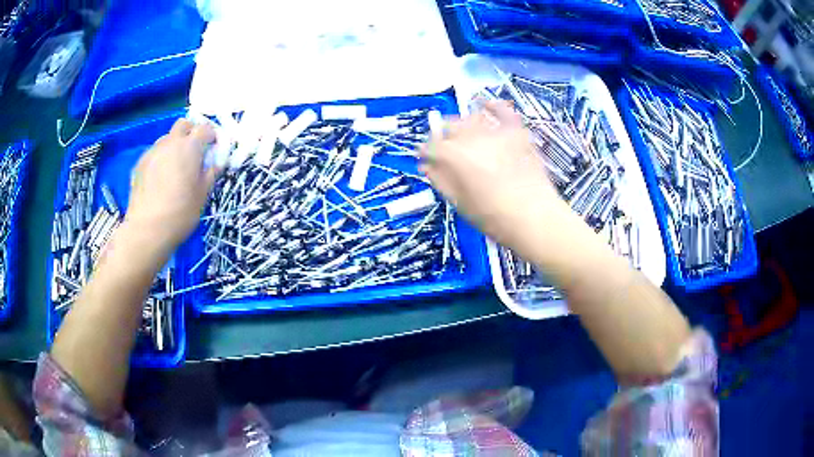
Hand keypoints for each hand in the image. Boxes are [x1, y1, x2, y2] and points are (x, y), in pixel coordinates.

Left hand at [126, 119, 218, 251]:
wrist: (147, 230)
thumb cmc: (180, 213)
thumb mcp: (203, 195)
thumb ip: (211, 173)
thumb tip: (216, 163)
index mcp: (190, 147)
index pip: (205, 128)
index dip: (212, 136)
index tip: (214, 149)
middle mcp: (170, 143)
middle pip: (184, 124)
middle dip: (191, 132)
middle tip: (195, 151)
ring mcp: (153, 152)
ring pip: (167, 138)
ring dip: (174, 145)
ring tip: (175, 167)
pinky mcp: (140, 164)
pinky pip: (154, 153)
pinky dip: (161, 159)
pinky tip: (160, 179)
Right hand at [419, 101, 564, 249]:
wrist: (535, 218)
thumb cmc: (494, 217)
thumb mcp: (460, 203)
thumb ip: (441, 180)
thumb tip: (427, 166)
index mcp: (454, 156)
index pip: (430, 146)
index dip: (425, 153)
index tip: (425, 160)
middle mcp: (472, 137)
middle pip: (449, 127)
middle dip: (443, 138)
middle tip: (445, 153)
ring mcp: (496, 132)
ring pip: (471, 118)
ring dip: (463, 126)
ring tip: (465, 138)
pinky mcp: (516, 132)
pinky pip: (503, 111)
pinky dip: (493, 107)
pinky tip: (487, 106)